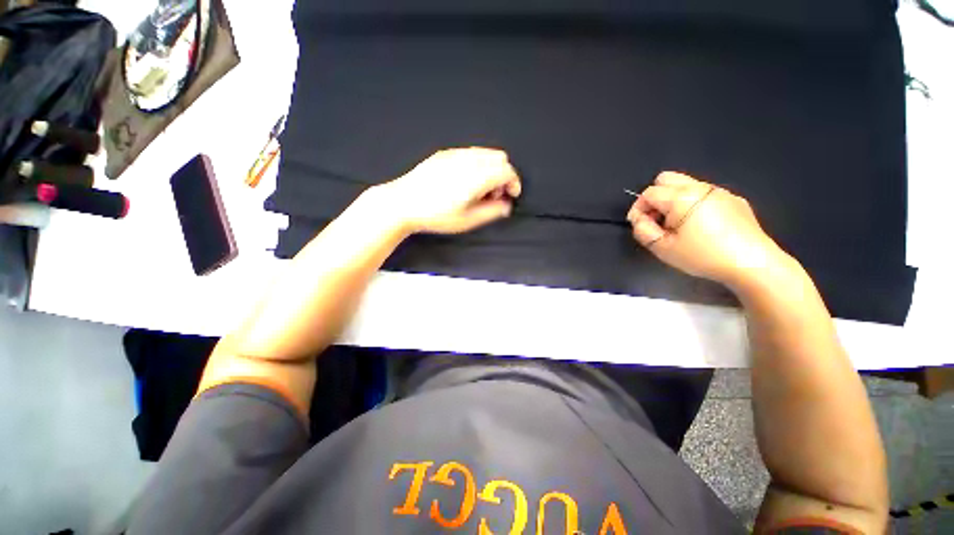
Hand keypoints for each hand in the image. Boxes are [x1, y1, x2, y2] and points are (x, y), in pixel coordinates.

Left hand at [375, 147, 521, 234]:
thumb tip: (507, 205)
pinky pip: (470, 152)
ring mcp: (455, 153)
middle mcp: (468, 160)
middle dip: (503, 175)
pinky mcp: (444, 153)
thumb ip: (492, 211)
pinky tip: (466, 180)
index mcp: (476, 177)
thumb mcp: (467, 220)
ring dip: (491, 168)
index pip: (507, 170)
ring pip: (485, 153)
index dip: (514, 182)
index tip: (511, 195)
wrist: (403, 202)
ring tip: (480, 189)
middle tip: (494, 195)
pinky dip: (478, 164)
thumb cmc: (436, 215)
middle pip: (499, 158)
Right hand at [627, 172, 789, 288]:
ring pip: (686, 185)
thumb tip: (639, 219)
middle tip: (657, 219)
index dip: (638, 208)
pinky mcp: (734, 200)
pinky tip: (701, 226)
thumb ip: (642, 230)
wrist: (751, 263)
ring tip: (678, 225)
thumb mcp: (662, 248)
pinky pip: (705, 194)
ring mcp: (719, 192)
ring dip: (673, 200)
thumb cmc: (702, 256)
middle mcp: (700, 187)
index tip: (640, 225)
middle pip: (666, 178)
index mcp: (681, 197)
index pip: (648, 193)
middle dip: (654, 197)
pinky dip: (694, 204)